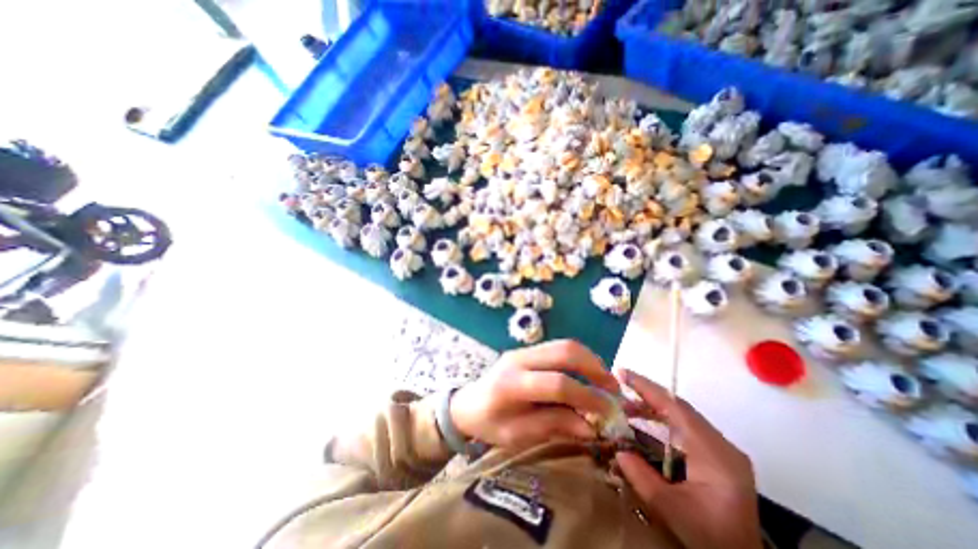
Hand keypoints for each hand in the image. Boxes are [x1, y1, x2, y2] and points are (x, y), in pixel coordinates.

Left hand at [449, 340, 617, 451]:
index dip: (586, 396)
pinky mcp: (526, 349)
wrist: (466, 403)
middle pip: (563, 352)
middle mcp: (518, 359)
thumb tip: (591, 426)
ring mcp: (522, 350)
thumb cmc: (489, 424)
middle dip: (594, 368)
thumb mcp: (517, 436)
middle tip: (613, 388)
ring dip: (588, 359)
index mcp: (512, 384)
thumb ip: (553, 426)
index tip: (608, 411)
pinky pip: (557, 347)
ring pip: (563, 344)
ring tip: (604, 380)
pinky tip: (585, 373)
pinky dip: (577, 358)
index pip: (557, 383)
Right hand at [614, 369, 758, 548]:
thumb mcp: (671, 510)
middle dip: (647, 395)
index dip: (648, 389)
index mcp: (715, 455)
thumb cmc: (711, 537)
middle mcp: (722, 445)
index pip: (677, 409)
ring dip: (653, 409)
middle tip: (620, 385)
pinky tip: (644, 425)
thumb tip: (618, 450)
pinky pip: (686, 428)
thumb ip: (641, 477)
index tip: (623, 373)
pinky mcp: (718, 455)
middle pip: (679, 408)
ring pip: (682, 416)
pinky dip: (662, 422)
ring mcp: (722, 449)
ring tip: (626, 407)